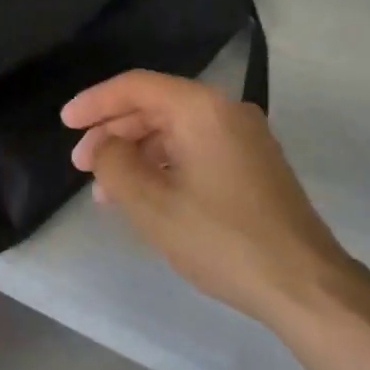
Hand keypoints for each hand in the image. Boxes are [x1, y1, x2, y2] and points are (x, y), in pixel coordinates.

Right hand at [61, 71, 363, 329]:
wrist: (304, 283)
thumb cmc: (222, 239)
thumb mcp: (152, 205)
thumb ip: (115, 165)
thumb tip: (105, 147)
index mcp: (201, 108)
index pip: (136, 87)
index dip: (95, 102)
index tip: (65, 124)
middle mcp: (226, 110)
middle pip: (156, 106)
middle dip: (114, 132)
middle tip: (82, 165)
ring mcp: (244, 137)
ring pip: (175, 130)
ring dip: (137, 153)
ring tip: (107, 191)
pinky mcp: (253, 164)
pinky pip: (196, 149)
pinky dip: (165, 165)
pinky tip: (146, 195)